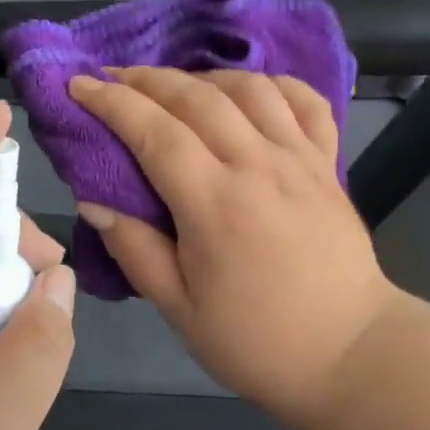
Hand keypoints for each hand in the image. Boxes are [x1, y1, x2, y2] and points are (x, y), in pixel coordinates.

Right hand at [68, 68, 395, 429]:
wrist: (350, 353)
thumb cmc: (257, 341)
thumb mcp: (180, 309)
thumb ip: (135, 249)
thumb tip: (92, 199)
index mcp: (215, 203)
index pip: (155, 131)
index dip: (112, 102)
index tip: (79, 85)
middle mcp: (258, 165)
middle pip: (197, 96)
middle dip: (147, 78)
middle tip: (115, 78)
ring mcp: (300, 159)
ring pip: (249, 88)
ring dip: (204, 76)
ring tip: (177, 86)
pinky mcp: (328, 164)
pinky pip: (306, 102)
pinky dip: (274, 84)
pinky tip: (251, 92)